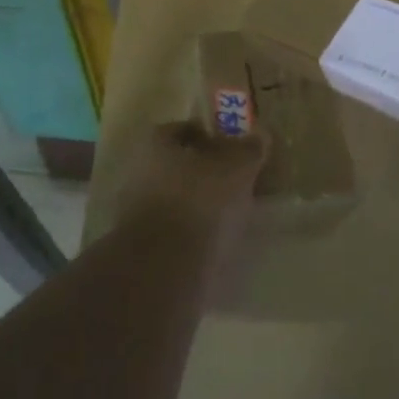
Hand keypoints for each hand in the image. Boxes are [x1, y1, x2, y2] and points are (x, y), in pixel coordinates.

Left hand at [114, 121, 269, 278]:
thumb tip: (261, 132)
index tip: (231, 147)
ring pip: (175, 200)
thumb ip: (249, 149)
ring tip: (234, 213)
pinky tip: (218, 240)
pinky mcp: (143, 248)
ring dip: (200, 204)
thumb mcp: (236, 169)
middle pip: (176, 166)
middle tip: (237, 179)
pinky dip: (194, 232)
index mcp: (155, 146)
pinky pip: (175, 231)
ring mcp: (136, 213)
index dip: (207, 136)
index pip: (180, 130)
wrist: (165, 268)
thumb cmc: (199, 202)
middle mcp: (138, 174)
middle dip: (204, 172)